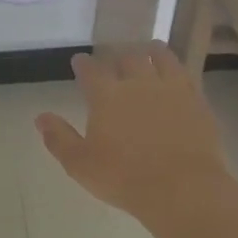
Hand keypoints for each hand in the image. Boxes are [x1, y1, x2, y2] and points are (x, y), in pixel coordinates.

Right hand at [36, 44, 231, 223]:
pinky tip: (177, 72)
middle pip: (127, 58)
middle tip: (114, 58)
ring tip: (149, 49)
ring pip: (161, 58)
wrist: (182, 188)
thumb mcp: (80, 164)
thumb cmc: (124, 178)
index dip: (83, 64)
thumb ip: (59, 138)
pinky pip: (186, 74)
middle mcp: (138, 84)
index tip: (79, 61)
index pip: (91, 71)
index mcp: (106, 96)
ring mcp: (171, 89)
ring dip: (151, 52)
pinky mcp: (197, 101)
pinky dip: (177, 67)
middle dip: (118, 56)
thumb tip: (41, 117)